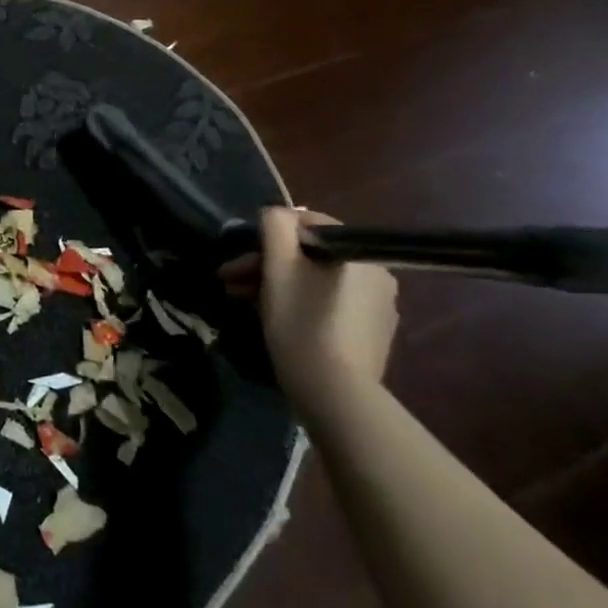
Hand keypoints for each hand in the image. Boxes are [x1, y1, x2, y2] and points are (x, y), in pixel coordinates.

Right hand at [228, 208, 398, 406]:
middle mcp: (377, 275)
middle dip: (266, 264)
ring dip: (278, 285)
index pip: (309, 224)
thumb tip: (275, 212)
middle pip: (310, 256)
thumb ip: (275, 227)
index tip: (240, 256)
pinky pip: (329, 305)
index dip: (269, 235)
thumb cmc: (301, 322)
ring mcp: (378, 308)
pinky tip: (275, 320)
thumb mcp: (279, 267)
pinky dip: (300, 304)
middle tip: (230, 281)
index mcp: (359, 254)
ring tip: (242, 302)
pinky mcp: (370, 335)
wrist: (335, 395)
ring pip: (316, 281)